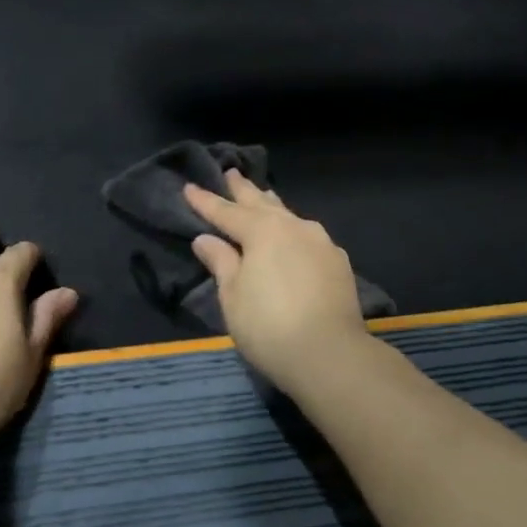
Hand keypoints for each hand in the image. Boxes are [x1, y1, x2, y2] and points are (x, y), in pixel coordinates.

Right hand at [183, 173, 372, 388]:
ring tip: (263, 195)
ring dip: (272, 205)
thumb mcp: (233, 296)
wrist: (330, 354)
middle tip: (231, 172)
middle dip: (243, 189)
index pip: (226, 212)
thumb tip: (206, 239)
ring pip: (289, 215)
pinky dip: (293, 229)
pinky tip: (294, 235)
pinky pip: (308, 235)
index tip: (188, 187)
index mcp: (262, 231)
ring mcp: (320, 242)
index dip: (205, 201)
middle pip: (262, 203)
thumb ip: (221, 262)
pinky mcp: (338, 262)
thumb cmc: (268, 327)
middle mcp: (293, 227)